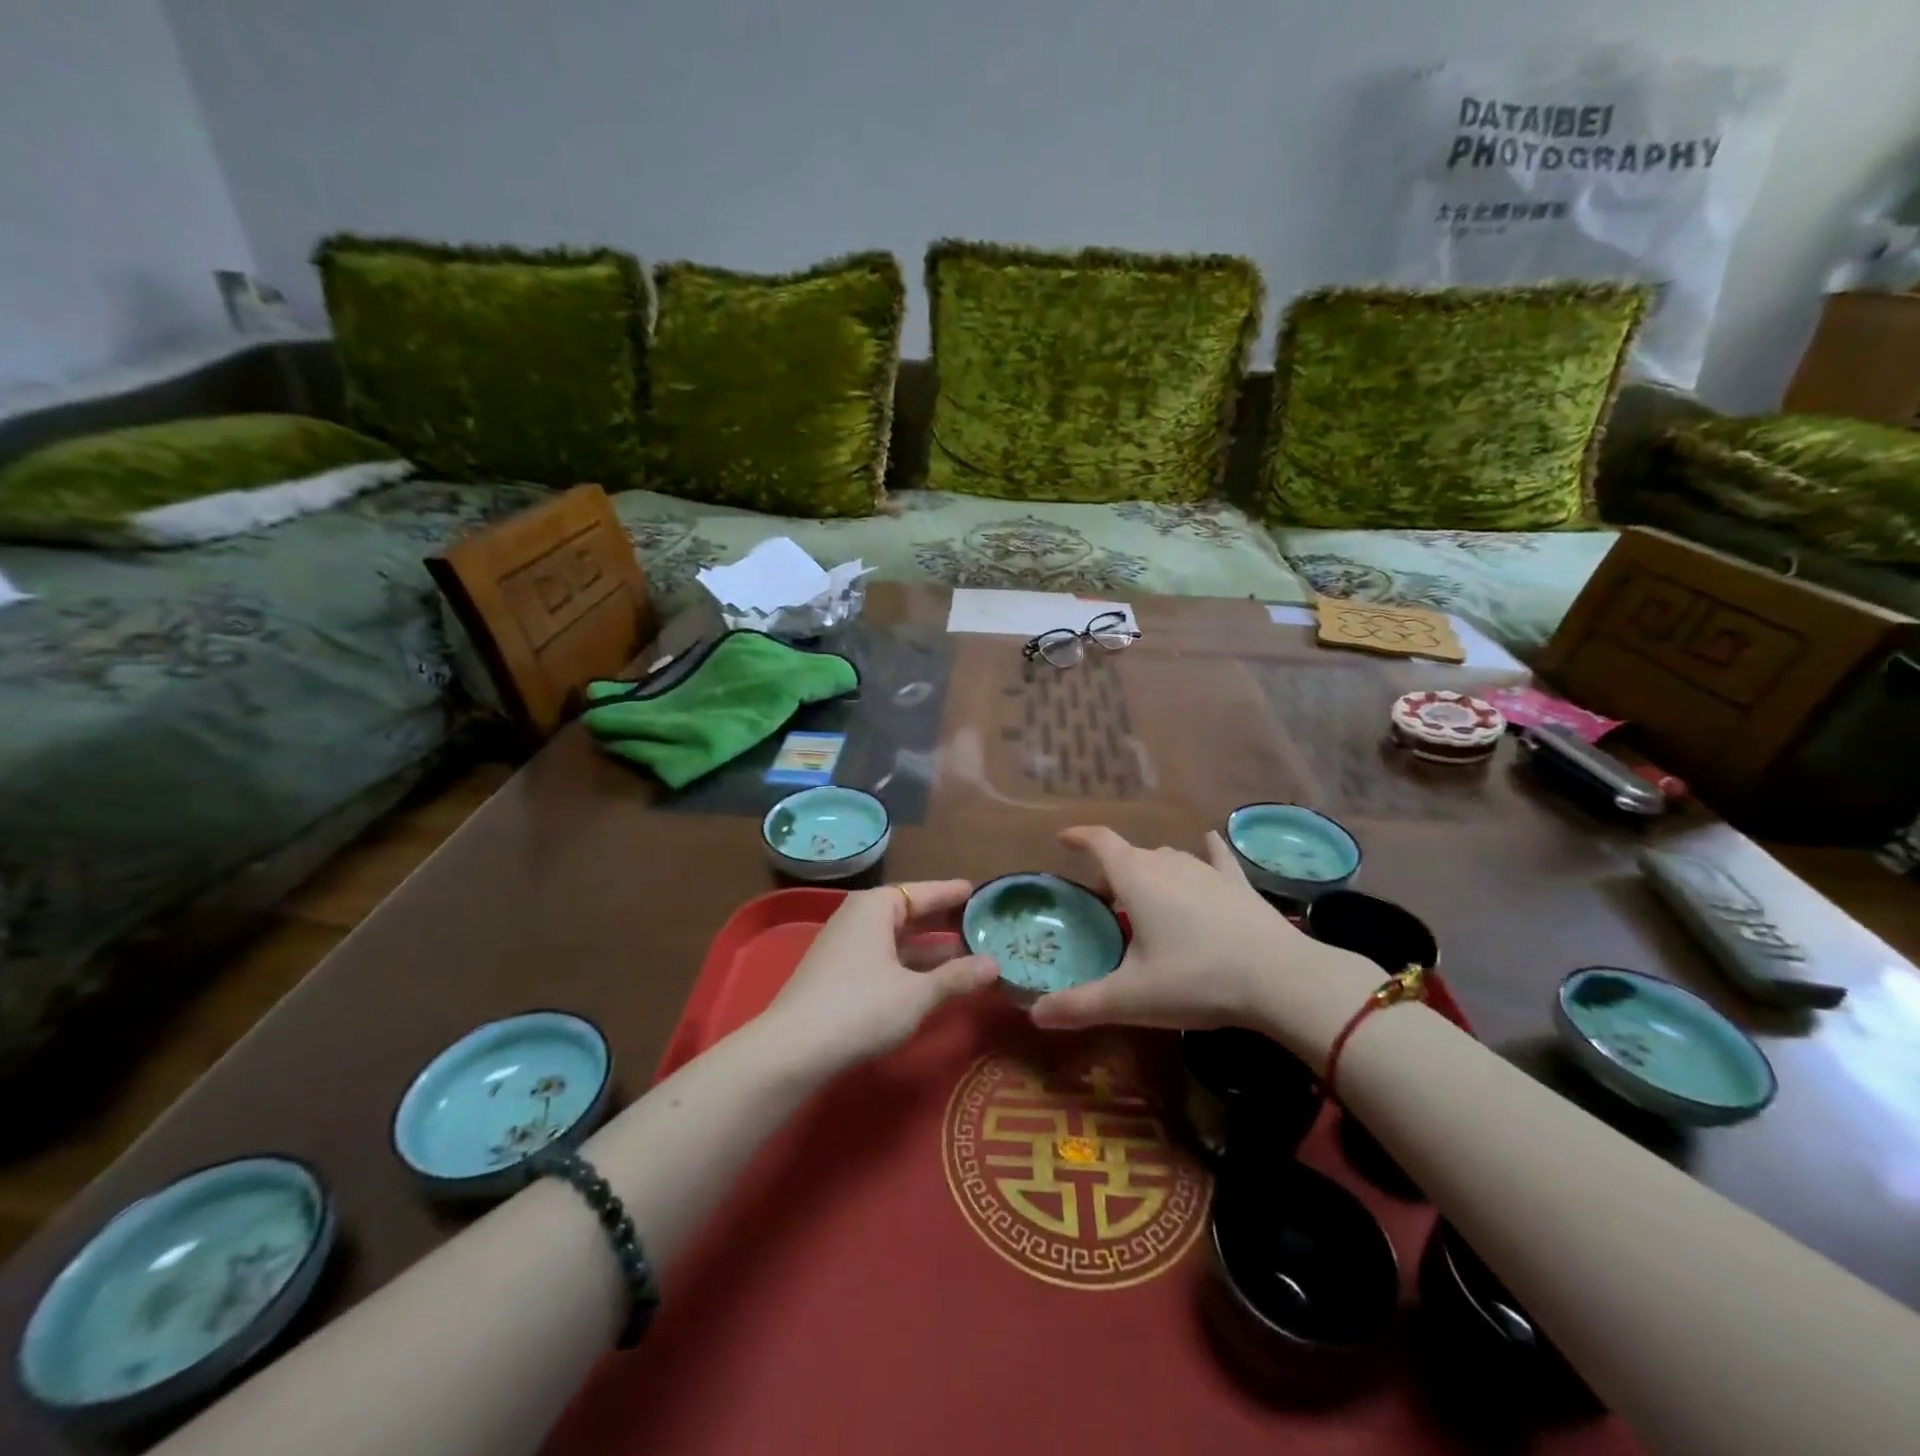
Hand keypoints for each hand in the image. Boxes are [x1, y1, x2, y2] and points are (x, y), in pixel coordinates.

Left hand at [763, 881, 999, 1071]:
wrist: (793, 1049)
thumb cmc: (860, 1008)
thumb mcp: (916, 994)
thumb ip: (956, 977)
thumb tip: (994, 964)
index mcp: (877, 907)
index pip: (924, 891)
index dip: (953, 894)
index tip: (980, 893)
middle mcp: (859, 916)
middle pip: (909, 912)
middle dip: (944, 921)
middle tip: (981, 923)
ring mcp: (845, 945)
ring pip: (897, 938)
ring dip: (929, 947)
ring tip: (967, 954)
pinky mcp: (837, 972)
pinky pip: (884, 956)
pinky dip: (909, 963)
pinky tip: (930, 979)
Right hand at [1029, 827, 1378, 1059]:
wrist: (1281, 979)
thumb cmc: (1196, 979)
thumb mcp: (1131, 998)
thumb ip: (1080, 1005)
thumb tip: (1033, 1015)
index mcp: (1136, 880)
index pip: (1100, 842)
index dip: (1079, 837)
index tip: (1062, 838)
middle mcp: (1168, 864)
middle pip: (1131, 855)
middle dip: (1112, 869)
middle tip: (1102, 897)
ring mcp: (1207, 871)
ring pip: (1169, 858)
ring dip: (1150, 869)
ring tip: (1143, 891)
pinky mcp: (1239, 885)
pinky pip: (1218, 859)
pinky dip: (1208, 850)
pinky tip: (1210, 841)